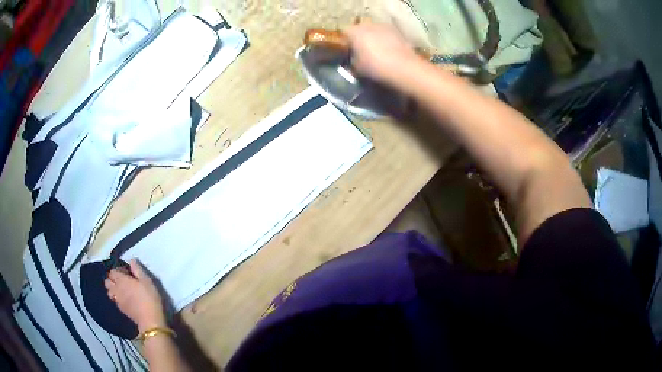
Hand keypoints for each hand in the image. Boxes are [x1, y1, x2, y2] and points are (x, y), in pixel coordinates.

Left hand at [104, 259, 166, 332]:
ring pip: (109, 291)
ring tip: (121, 291)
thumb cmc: (149, 298)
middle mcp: (116, 288)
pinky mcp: (121, 309)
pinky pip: (115, 300)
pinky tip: (124, 300)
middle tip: (122, 281)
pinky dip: (117, 298)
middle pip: (107, 281)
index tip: (127, 273)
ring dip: (113, 289)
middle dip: (112, 279)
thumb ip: (138, 269)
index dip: (118, 271)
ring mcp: (118, 300)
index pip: (112, 271)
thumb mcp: (147, 281)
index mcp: (122, 280)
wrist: (150, 321)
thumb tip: (131, 260)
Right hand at [345, 22, 420, 85]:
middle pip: (360, 31)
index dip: (346, 46)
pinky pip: (387, 36)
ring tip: (378, 54)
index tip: (349, 55)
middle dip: (361, 41)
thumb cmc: (375, 67)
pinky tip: (389, 54)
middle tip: (363, 54)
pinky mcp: (397, 31)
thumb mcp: (357, 69)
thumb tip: (353, 61)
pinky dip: (386, 42)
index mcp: (354, 31)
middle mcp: (367, 24)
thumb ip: (352, 62)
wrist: (403, 67)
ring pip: (374, 32)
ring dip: (374, 40)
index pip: (345, 36)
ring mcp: (384, 26)